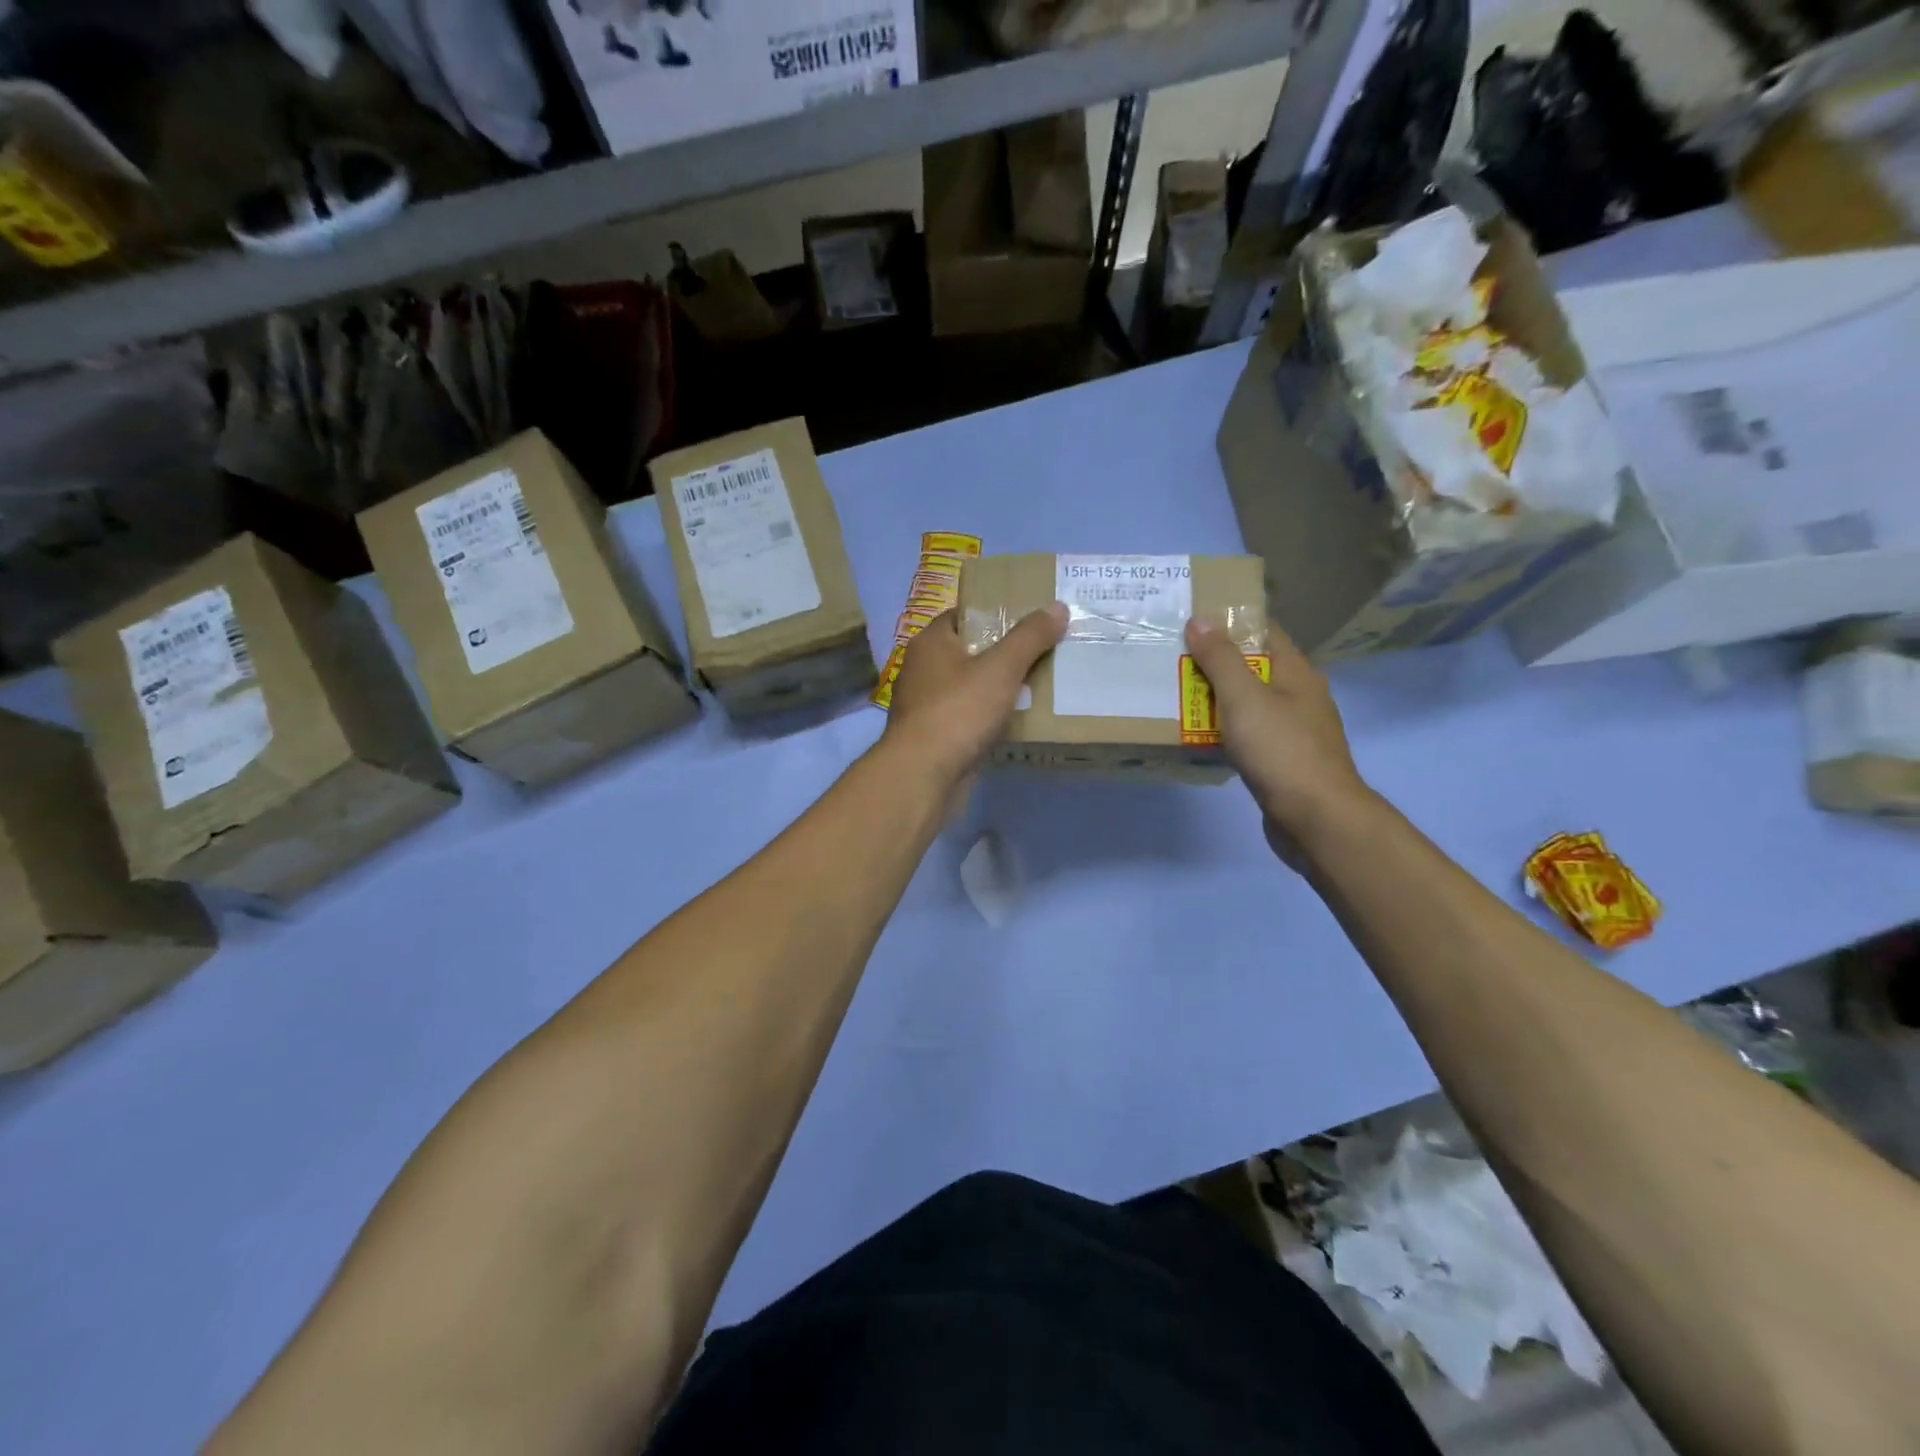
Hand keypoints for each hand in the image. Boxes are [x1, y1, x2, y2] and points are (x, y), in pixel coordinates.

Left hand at [884, 604, 1068, 782]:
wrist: (923, 776)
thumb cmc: (958, 711)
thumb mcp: (1001, 668)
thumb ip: (1030, 637)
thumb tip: (1057, 607)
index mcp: (931, 642)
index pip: (965, 615)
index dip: (997, 613)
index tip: (1031, 618)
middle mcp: (923, 669)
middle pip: (971, 651)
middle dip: (1005, 652)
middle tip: (1045, 650)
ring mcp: (927, 705)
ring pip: (971, 687)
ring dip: (1000, 688)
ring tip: (1041, 684)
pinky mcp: (935, 736)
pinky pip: (970, 717)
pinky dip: (990, 717)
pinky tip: (1018, 720)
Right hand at [1183, 618, 1374, 863]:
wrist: (1316, 819)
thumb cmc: (1281, 750)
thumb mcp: (1244, 698)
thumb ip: (1220, 659)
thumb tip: (1201, 619)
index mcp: (1297, 673)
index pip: (1265, 632)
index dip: (1231, 623)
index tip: (1193, 620)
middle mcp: (1301, 697)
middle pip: (1254, 669)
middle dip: (1216, 664)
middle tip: (1174, 659)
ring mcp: (1295, 732)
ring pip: (1250, 705)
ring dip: (1218, 701)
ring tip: (1177, 697)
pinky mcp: (1285, 762)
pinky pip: (1250, 736)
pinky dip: (1226, 732)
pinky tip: (1201, 738)